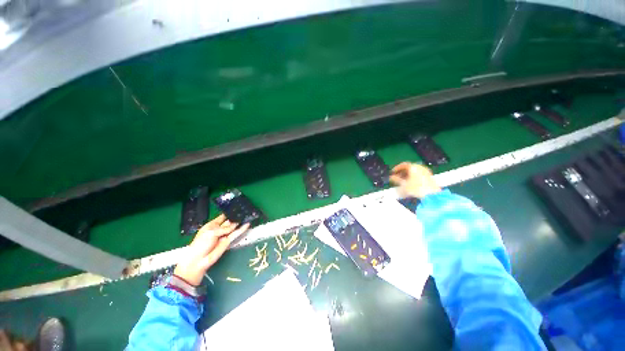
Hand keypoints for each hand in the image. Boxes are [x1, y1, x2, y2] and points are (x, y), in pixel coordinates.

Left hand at [174, 214, 249, 285]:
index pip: (223, 216)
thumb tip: (235, 224)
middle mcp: (219, 229)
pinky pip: (236, 234)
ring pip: (234, 227)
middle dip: (236, 217)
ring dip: (240, 222)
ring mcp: (224, 235)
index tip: (237, 207)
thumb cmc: (200, 244)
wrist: (198, 261)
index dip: (229, 212)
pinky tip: (247, 224)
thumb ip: (224, 228)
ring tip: (248, 216)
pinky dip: (242, 229)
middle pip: (229, 221)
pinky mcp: (228, 241)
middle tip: (245, 211)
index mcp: (212, 225)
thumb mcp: (211, 233)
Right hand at [390, 162, 440, 198]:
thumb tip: (392, 177)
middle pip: (409, 168)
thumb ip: (396, 179)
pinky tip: (411, 184)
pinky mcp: (429, 177)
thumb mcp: (403, 184)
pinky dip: (413, 177)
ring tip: (403, 182)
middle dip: (402, 172)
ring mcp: (426, 171)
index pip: (403, 165)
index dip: (397, 168)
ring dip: (407, 175)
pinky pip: (419, 174)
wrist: (431, 195)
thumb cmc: (417, 189)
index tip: (393, 172)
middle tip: (397, 177)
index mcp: (413, 166)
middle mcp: (420, 167)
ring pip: (414, 171)